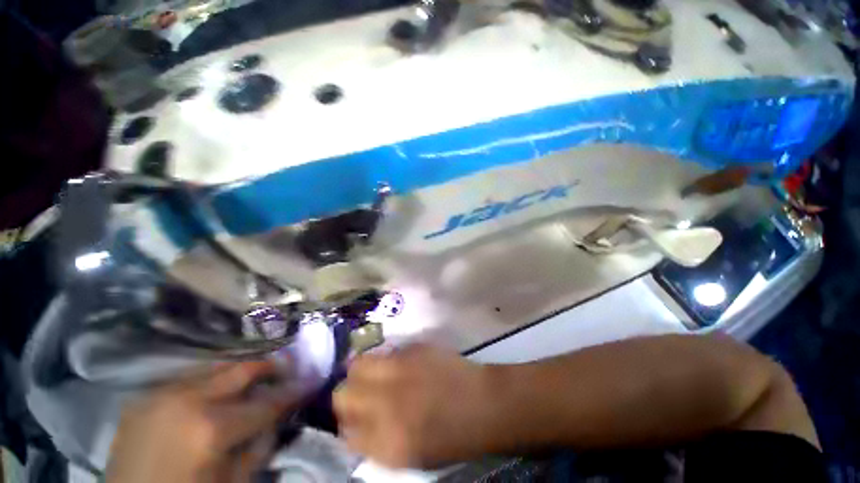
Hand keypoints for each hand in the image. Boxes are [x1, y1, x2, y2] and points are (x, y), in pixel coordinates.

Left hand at [106, 360, 295, 482]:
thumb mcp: (233, 482)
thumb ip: (260, 445)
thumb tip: (278, 416)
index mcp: (211, 428)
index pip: (267, 401)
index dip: (293, 391)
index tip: (309, 381)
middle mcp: (187, 400)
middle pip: (242, 369)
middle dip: (270, 367)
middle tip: (285, 369)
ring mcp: (161, 394)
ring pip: (215, 367)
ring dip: (240, 371)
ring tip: (254, 378)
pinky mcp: (144, 396)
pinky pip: (188, 378)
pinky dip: (210, 380)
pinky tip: (215, 391)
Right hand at [333, 345, 495, 468]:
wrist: (482, 403)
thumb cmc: (450, 438)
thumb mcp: (409, 455)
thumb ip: (375, 441)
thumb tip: (352, 425)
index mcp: (386, 441)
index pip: (343, 430)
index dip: (345, 424)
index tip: (353, 420)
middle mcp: (387, 402)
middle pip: (342, 393)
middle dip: (347, 396)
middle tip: (361, 395)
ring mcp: (400, 369)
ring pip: (358, 364)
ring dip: (362, 373)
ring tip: (376, 377)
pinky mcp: (413, 348)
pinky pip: (386, 352)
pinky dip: (386, 361)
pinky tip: (400, 366)